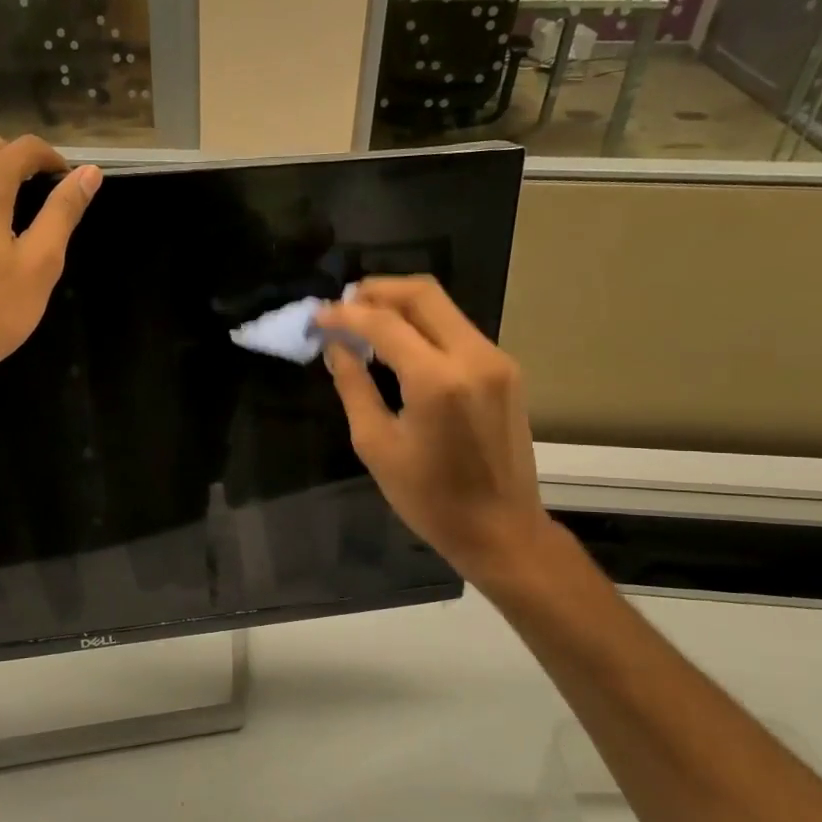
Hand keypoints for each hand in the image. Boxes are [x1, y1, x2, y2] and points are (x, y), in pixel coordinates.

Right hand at [316, 277, 555, 595]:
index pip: (384, 323)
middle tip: (343, 304)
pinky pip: (457, 330)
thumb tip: (336, 347)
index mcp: (437, 381)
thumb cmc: (429, 499)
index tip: (317, 315)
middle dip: (378, 291)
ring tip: (363, 321)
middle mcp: (473, 357)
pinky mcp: (505, 371)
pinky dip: (423, 326)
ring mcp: (496, 360)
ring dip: (400, 306)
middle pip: (423, 294)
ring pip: (443, 307)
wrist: (501, 530)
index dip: (345, 314)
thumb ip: (354, 386)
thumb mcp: (376, 445)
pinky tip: (398, 344)